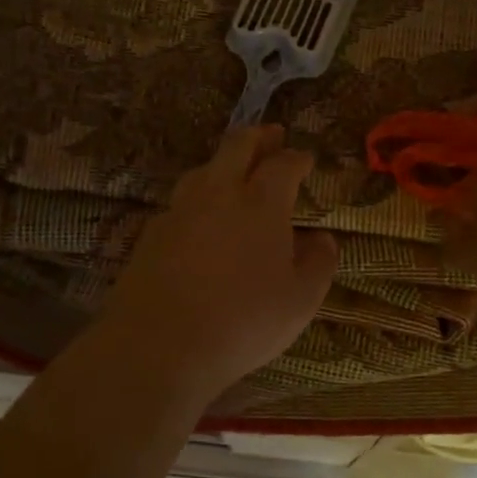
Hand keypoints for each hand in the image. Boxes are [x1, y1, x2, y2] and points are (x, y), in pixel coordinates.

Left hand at [97, 125, 338, 394]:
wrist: (159, 343)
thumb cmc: (243, 321)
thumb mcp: (300, 300)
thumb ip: (319, 263)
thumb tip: (323, 238)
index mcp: (262, 202)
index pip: (283, 164)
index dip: (297, 158)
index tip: (305, 158)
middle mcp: (220, 192)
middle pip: (238, 146)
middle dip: (259, 136)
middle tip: (272, 135)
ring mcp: (181, 208)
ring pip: (204, 168)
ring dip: (224, 161)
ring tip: (235, 170)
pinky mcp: (153, 231)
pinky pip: (182, 200)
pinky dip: (198, 197)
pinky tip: (200, 217)